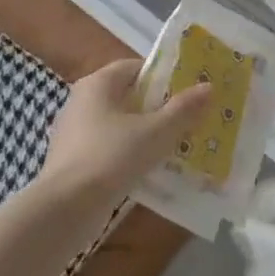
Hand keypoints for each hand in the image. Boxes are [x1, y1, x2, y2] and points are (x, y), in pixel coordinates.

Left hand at [38, 59, 211, 199]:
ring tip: (176, 145)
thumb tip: (208, 87)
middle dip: (158, 107)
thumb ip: (183, 109)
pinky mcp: (73, 159)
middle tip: (188, 118)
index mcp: (97, 84)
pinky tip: (150, 168)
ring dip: (146, 132)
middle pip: (128, 96)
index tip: (188, 91)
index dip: (164, 76)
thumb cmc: (112, 157)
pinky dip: (129, 152)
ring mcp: (74, 132)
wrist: (66, 207)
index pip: (135, 68)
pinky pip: (109, 147)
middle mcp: (81, 101)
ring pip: (119, 124)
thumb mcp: (156, 132)